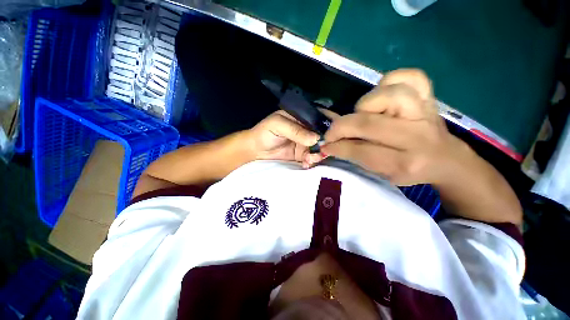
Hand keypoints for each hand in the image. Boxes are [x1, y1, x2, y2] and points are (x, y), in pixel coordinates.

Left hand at [247, 111, 327, 167]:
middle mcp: (307, 130)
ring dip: (317, 155)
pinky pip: (311, 159)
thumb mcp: (278, 125)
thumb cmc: (265, 132)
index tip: (333, 136)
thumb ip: (296, 130)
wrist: (255, 150)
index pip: (321, 119)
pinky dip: (311, 162)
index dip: (329, 126)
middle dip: (324, 144)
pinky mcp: (301, 156)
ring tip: (309, 159)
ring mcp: (305, 144)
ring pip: (319, 149)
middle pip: (323, 136)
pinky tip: (305, 164)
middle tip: (320, 152)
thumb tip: (316, 138)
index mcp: (303, 118)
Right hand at [321, 69, 467, 185]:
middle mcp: (417, 136)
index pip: (362, 151)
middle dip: (342, 127)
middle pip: (369, 123)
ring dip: (366, 104)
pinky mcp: (429, 96)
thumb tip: (330, 145)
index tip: (325, 145)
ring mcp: (425, 111)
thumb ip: (356, 157)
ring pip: (389, 95)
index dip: (338, 147)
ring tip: (362, 114)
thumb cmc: (409, 169)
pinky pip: (409, 77)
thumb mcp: (381, 173)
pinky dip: (390, 82)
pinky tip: (383, 95)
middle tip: (333, 132)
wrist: (445, 158)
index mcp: (406, 163)